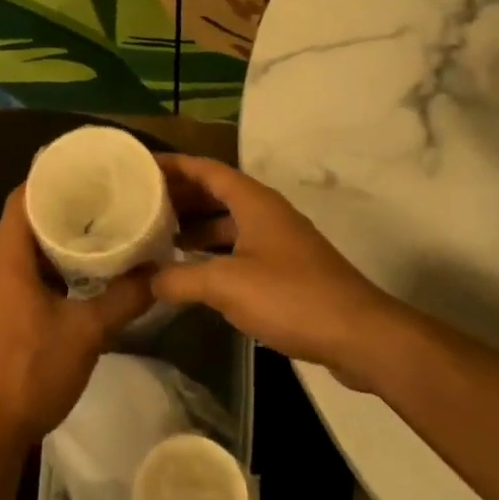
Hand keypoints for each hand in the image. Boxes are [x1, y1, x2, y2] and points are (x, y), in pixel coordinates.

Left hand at [0, 187, 153, 453]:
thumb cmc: (30, 372)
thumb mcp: (87, 333)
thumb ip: (124, 298)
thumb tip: (159, 272)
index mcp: (5, 258)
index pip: (22, 198)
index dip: (51, 180)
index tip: (86, 173)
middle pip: (22, 222)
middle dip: (59, 210)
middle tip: (101, 202)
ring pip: (20, 252)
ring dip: (52, 243)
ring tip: (94, 235)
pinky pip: (16, 276)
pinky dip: (44, 269)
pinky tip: (74, 280)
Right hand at [153, 155, 394, 385]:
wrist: (359, 335)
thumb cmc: (291, 296)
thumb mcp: (226, 285)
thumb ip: (180, 278)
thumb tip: (145, 279)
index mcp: (253, 201)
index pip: (205, 169)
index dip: (172, 164)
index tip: (139, 166)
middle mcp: (266, 212)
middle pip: (215, 192)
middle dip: (179, 196)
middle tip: (139, 204)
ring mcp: (278, 240)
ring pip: (227, 222)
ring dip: (196, 226)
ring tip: (158, 237)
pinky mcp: (286, 268)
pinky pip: (239, 247)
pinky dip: (213, 252)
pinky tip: (193, 271)